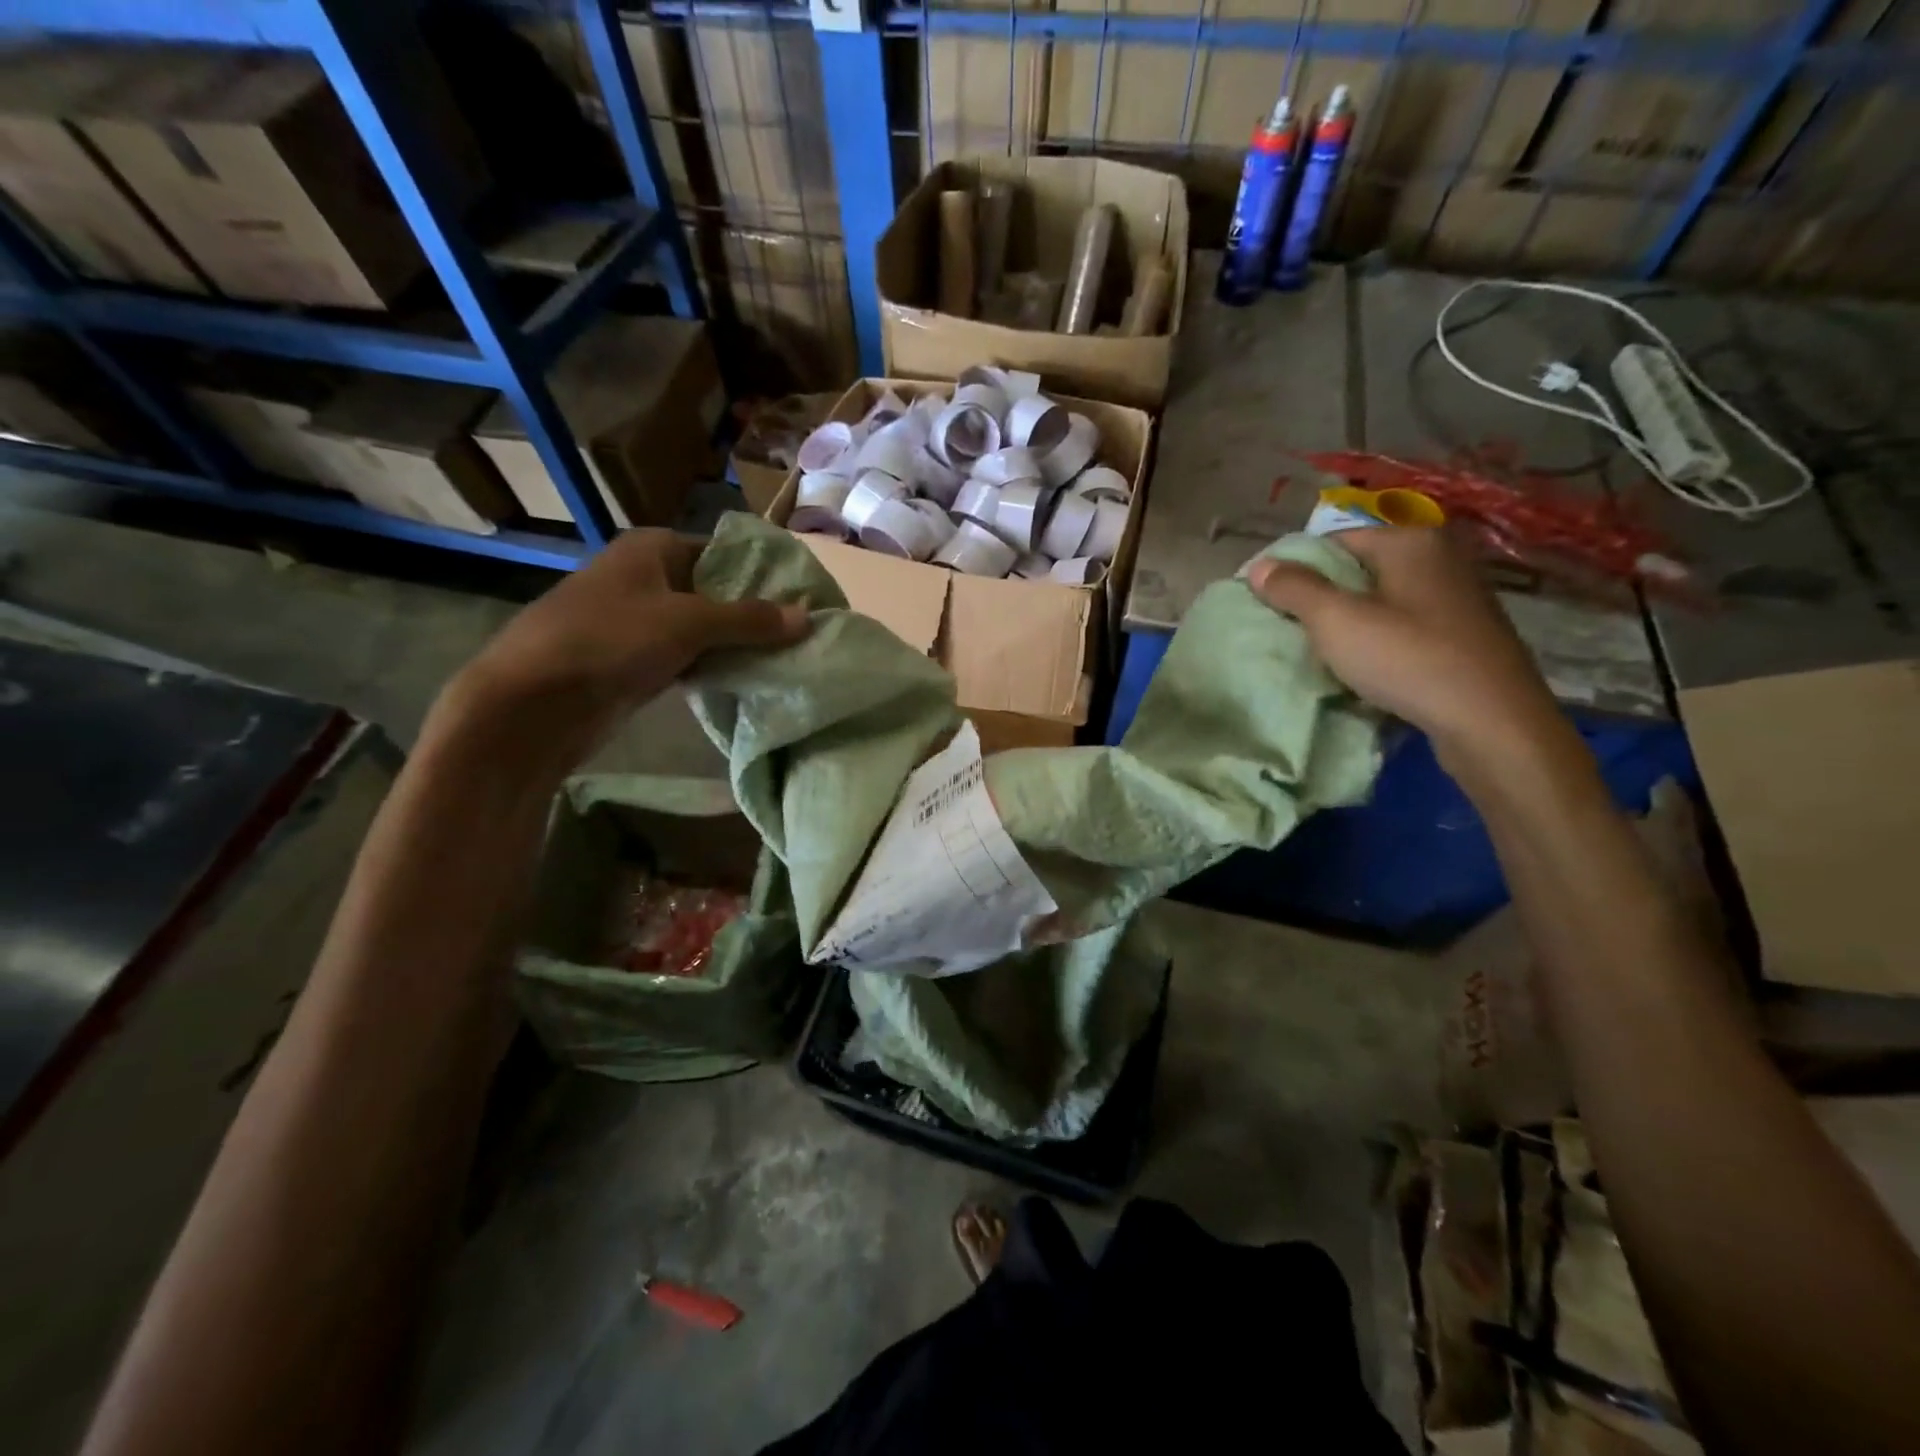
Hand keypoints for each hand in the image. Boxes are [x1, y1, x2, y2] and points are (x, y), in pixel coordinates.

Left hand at [437, 529, 808, 771]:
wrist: (534, 704)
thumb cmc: (610, 640)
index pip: (722, 551)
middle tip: (804, 631)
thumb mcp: (689, 622)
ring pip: (703, 628)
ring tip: (789, 656)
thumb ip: (750, 620)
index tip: (804, 595)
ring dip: (737, 644)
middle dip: (755, 612)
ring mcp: (638, 622)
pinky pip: (687, 657)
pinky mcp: (635, 662)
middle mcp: (645, 578)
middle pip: (715, 590)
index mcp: (651, 549)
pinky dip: (713, 666)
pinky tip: (748, 679)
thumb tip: (807, 617)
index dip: (763, 571)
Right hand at [1247, 528, 1570, 770]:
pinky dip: (1380, 640)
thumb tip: (1259, 566)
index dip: (1296, 568)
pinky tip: (1366, 668)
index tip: (1270, 602)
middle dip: (1323, 597)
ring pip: (1383, 599)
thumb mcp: (1336, 621)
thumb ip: (1294, 589)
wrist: (1491, 721)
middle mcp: (1440, 557)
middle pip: (1359, 569)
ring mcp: (1459, 597)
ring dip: (1350, 622)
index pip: (1333, 539)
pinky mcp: (1466, 634)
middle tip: (1291, 629)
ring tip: (1322, 652)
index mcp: (1410, 541)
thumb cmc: (1408, 658)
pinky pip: (1406, 626)